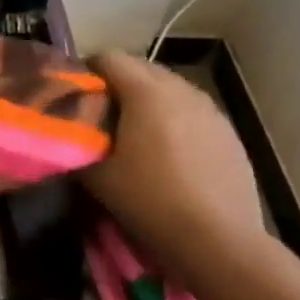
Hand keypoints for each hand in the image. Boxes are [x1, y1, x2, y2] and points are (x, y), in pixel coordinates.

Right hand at [83, 51, 265, 276]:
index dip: (87, 71)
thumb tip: (69, 133)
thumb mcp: (98, 176)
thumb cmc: (151, 201)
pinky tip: (171, 153)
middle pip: (141, 68)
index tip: (76, 94)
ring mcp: (211, 110)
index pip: (108, 58)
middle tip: (102, 113)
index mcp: (146, 91)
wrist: (219, 242)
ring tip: (137, 132)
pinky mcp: (229, 133)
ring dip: (149, 100)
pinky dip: (176, 119)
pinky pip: (193, 111)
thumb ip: (79, 143)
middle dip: (118, 83)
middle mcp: (181, 89)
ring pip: (170, 88)